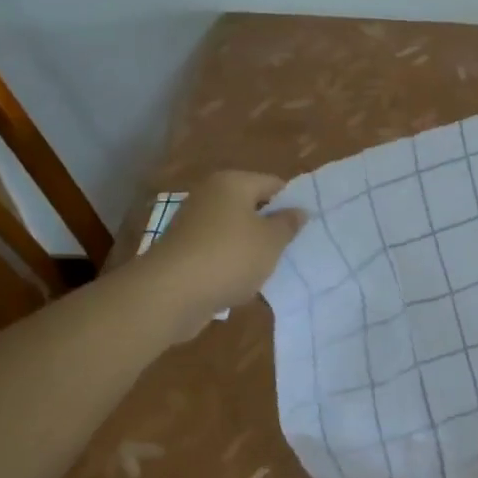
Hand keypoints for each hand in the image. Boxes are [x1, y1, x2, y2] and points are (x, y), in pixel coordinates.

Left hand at [148, 171, 306, 326]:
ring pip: (234, 231)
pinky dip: (231, 264)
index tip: (308, 226)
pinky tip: (243, 283)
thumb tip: (298, 211)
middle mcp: (210, 195)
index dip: (293, 203)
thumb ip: (288, 224)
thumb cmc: (229, 257)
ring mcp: (192, 224)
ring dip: (252, 248)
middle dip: (271, 227)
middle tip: (294, 247)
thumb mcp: (271, 241)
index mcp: (233, 183)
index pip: (274, 184)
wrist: (169, 295)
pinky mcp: (182, 251)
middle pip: (252, 207)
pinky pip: (217, 252)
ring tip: (271, 269)